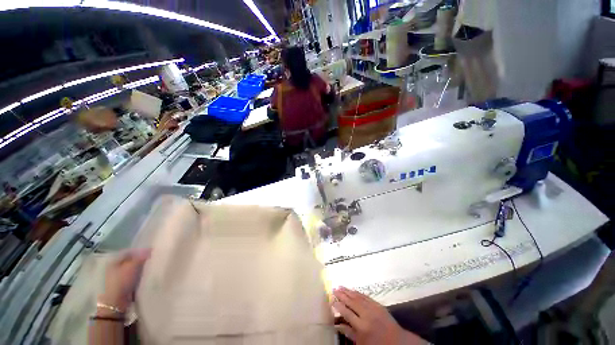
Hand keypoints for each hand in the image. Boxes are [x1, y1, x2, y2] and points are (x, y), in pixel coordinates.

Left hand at [98, 248, 150, 312]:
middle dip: (141, 260)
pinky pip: (133, 277)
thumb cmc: (122, 282)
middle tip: (152, 260)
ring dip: (141, 269)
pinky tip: (145, 277)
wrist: (116, 302)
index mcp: (114, 261)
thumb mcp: (132, 267)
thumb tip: (150, 249)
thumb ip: (141, 257)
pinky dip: (139, 276)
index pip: (129, 252)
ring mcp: (117, 277)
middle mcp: (114, 267)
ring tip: (150, 269)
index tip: (151, 252)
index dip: (140, 251)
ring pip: (132, 269)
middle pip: (131, 260)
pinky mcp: (122, 285)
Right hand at [332, 287, 425, 344]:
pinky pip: (366, 296)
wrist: (397, 342)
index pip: (347, 313)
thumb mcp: (361, 342)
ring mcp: (373, 308)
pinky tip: (353, 290)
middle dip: (342, 295)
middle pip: (351, 302)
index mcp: (361, 326)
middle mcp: (366, 315)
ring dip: (348, 291)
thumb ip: (349, 332)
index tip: (332, 301)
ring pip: (358, 297)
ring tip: (340, 286)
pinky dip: (358, 292)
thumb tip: (337, 325)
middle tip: (334, 289)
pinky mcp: (378, 304)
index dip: (338, 306)